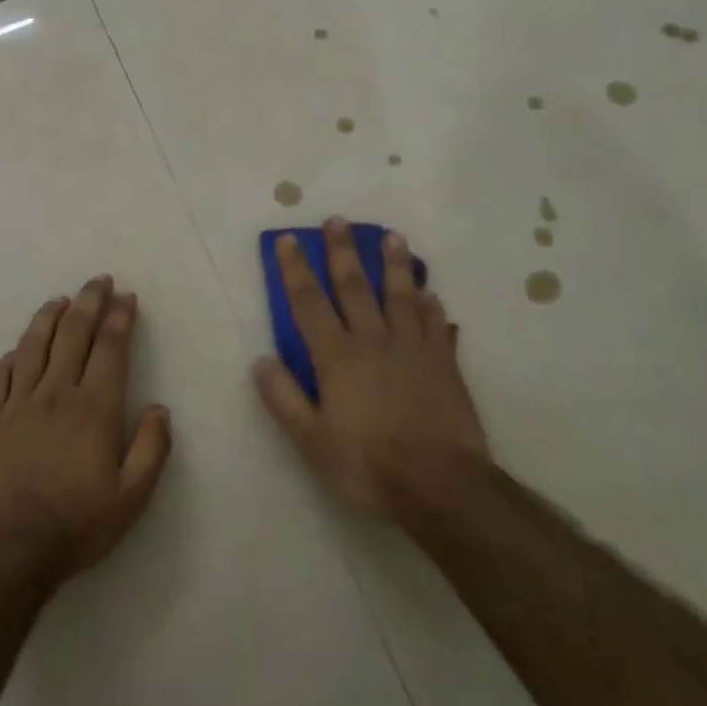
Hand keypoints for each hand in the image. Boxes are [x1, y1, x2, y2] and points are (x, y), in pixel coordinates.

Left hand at [0, 275, 172, 577]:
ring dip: (48, 317)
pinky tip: (18, 350)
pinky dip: (11, 356)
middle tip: (98, 281)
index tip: (127, 298)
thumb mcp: (133, 496)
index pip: (110, 348)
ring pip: (32, 345)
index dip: (120, 318)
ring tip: (60, 300)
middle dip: (88, 302)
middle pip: (72, 334)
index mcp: (94, 408)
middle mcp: (55, 394)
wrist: (12, 550)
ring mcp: (18, 404)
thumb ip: (151, 448)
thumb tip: (159, 409)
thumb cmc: (79, 523)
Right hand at [253, 218, 492, 518]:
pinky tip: (430, 293)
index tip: (289, 241)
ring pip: (402, 295)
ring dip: (394, 264)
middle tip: (338, 220)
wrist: (440, 485)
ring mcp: (414, 348)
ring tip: (392, 237)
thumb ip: (284, 398)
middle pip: (355, 287)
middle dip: (343, 252)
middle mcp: (374, 340)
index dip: (296, 270)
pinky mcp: (445, 363)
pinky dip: (431, 305)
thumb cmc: (367, 465)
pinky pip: (436, 324)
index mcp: (337, 357)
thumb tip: (261, 360)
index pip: (309, 303)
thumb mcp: (311, 440)